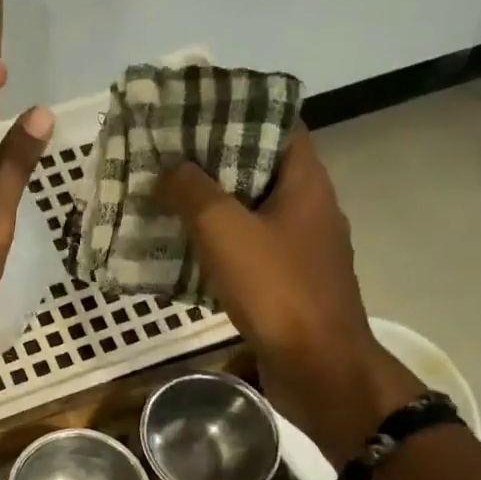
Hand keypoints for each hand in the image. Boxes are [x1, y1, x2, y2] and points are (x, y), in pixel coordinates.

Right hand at [159, 131, 421, 464]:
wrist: (317, 368)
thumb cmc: (277, 290)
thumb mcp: (225, 231)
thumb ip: (193, 192)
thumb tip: (168, 167)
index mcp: (306, 183)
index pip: (278, 126)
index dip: (239, 112)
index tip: (195, 111)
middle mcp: (308, 209)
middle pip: (258, 170)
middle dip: (212, 162)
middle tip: (164, 157)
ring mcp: (300, 251)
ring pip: (249, 215)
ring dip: (210, 208)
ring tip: (163, 200)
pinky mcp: (286, 286)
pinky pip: (246, 253)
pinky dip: (216, 248)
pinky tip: (180, 253)